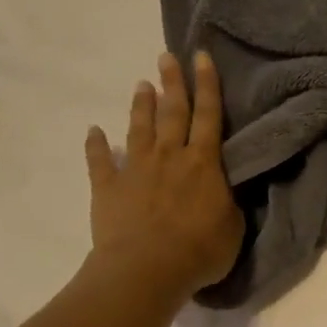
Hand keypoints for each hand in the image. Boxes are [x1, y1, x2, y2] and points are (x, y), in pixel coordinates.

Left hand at [84, 51, 242, 298]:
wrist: (147, 269)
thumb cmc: (200, 251)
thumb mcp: (232, 227)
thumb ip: (228, 201)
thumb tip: (224, 188)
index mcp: (204, 164)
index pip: (209, 117)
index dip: (207, 85)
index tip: (201, 57)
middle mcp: (170, 157)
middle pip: (173, 112)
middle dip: (172, 83)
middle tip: (167, 57)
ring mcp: (136, 170)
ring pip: (140, 129)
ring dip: (142, 106)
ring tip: (141, 85)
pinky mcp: (108, 187)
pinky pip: (100, 161)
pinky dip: (96, 145)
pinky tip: (94, 131)